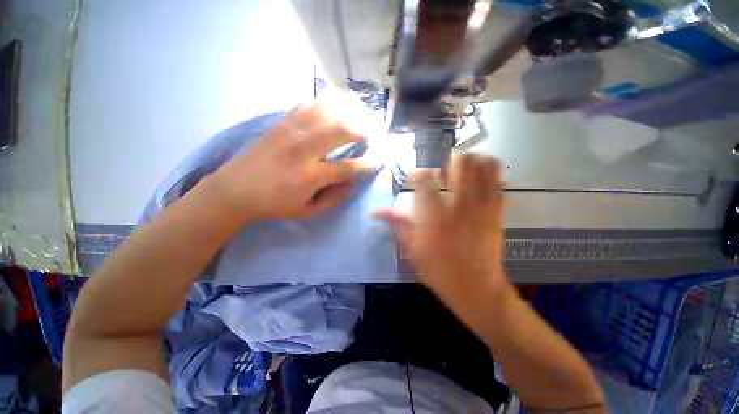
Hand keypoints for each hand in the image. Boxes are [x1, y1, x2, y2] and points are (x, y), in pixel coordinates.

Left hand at [210, 105, 374, 221]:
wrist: (235, 189)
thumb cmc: (275, 204)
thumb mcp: (308, 211)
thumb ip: (334, 198)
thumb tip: (352, 181)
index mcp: (310, 177)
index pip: (347, 167)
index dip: (367, 164)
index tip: (378, 160)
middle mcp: (303, 150)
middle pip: (340, 131)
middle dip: (362, 130)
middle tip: (372, 133)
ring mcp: (290, 133)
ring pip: (326, 113)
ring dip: (347, 112)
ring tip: (360, 115)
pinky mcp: (281, 124)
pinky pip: (308, 106)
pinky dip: (326, 104)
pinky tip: (336, 106)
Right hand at [375, 153, 508, 306]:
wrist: (476, 288)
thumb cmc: (439, 270)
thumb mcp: (411, 249)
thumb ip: (396, 223)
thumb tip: (375, 211)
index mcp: (434, 214)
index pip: (424, 178)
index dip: (417, 174)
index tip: (415, 181)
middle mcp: (460, 203)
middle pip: (459, 161)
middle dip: (447, 161)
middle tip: (441, 175)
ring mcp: (483, 204)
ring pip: (483, 164)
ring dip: (470, 163)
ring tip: (460, 175)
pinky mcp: (498, 210)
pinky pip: (498, 180)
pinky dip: (487, 175)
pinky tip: (476, 185)